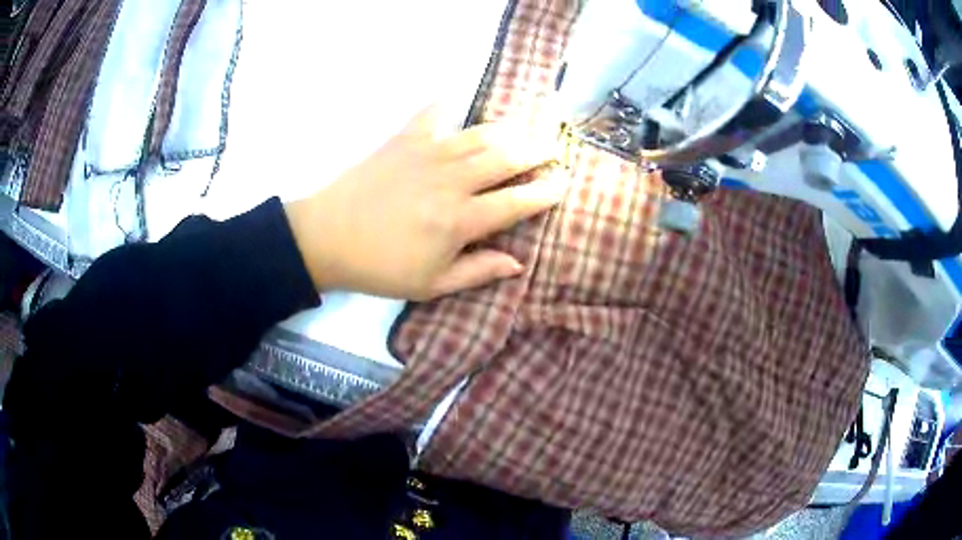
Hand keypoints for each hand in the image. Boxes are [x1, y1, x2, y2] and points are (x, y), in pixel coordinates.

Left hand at [285, 106, 564, 299]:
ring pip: (480, 134)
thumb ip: (477, 272)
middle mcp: (452, 181)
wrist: (326, 238)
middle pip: (506, 157)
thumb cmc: (380, 267)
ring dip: (507, 130)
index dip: (544, 192)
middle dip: (536, 151)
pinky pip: (431, 114)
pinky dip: (446, 106)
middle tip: (552, 148)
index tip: (562, 183)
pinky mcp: (403, 139)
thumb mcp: (431, 284)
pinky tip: (454, 103)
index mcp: (460, 220)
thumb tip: (518, 263)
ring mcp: (427, 154)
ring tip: (523, 130)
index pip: (516, 202)